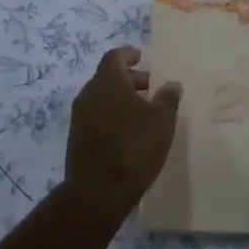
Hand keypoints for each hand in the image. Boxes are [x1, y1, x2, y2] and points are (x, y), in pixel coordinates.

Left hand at [64, 47, 181, 214]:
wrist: (97, 193)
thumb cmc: (133, 147)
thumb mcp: (161, 121)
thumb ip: (167, 98)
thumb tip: (171, 84)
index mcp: (107, 81)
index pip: (115, 56)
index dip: (129, 55)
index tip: (141, 57)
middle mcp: (89, 93)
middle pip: (108, 77)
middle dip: (130, 79)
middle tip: (151, 89)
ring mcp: (79, 117)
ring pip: (102, 98)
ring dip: (121, 100)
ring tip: (144, 113)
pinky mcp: (77, 139)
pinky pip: (97, 117)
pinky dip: (112, 117)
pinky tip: (129, 133)